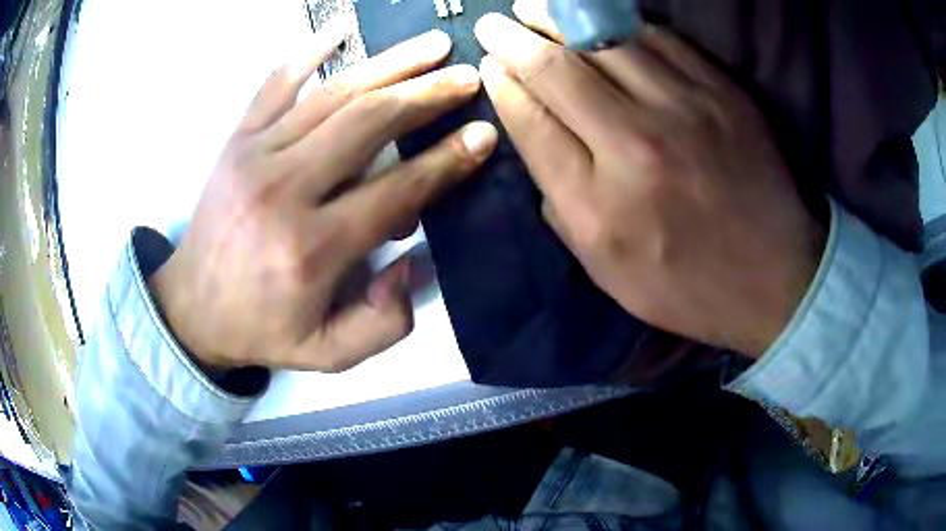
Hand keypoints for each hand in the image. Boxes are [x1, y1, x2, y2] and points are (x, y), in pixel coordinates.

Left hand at [150, 28, 497, 371]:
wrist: (191, 306)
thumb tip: (412, 261)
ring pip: (332, 95)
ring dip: (389, 64)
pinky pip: (275, 83)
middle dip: (426, 95)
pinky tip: (342, 28)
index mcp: (311, 248)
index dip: (446, 160)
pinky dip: (309, 50)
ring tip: (433, 46)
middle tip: (468, 77)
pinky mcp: (236, 140)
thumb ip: (382, 324)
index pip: (395, 190)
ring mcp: (254, 155)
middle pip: (367, 124)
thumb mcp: (327, 353)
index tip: (483, 134)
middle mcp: (283, 190)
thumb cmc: (262, 329)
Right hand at [474, 10, 825, 356]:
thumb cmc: (686, 287)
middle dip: (514, 40)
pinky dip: (620, 23)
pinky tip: (597, 18)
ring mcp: (685, 109)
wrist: (774, 280)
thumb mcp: (607, 269)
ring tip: (533, 7)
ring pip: (604, 40)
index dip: (503, 86)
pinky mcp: (722, 93)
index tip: (489, 65)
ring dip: (558, 18)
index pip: (532, 122)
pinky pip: (659, 39)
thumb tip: (535, 136)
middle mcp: (636, 145)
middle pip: (558, 71)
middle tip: (493, 24)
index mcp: (598, 204)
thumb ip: (560, 204)